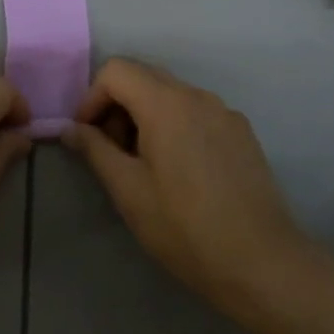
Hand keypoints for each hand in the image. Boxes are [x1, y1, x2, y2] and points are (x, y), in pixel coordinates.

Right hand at [63, 58, 309, 319]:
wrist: (263, 263)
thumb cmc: (185, 228)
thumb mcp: (128, 191)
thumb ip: (95, 150)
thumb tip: (70, 129)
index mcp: (166, 103)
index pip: (116, 70)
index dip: (92, 98)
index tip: (88, 137)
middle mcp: (197, 95)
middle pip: (144, 76)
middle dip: (117, 106)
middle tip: (112, 153)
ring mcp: (224, 112)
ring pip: (171, 94)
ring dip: (145, 116)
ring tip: (144, 166)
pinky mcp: (241, 132)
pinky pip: (196, 112)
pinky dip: (174, 126)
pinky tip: (179, 172)